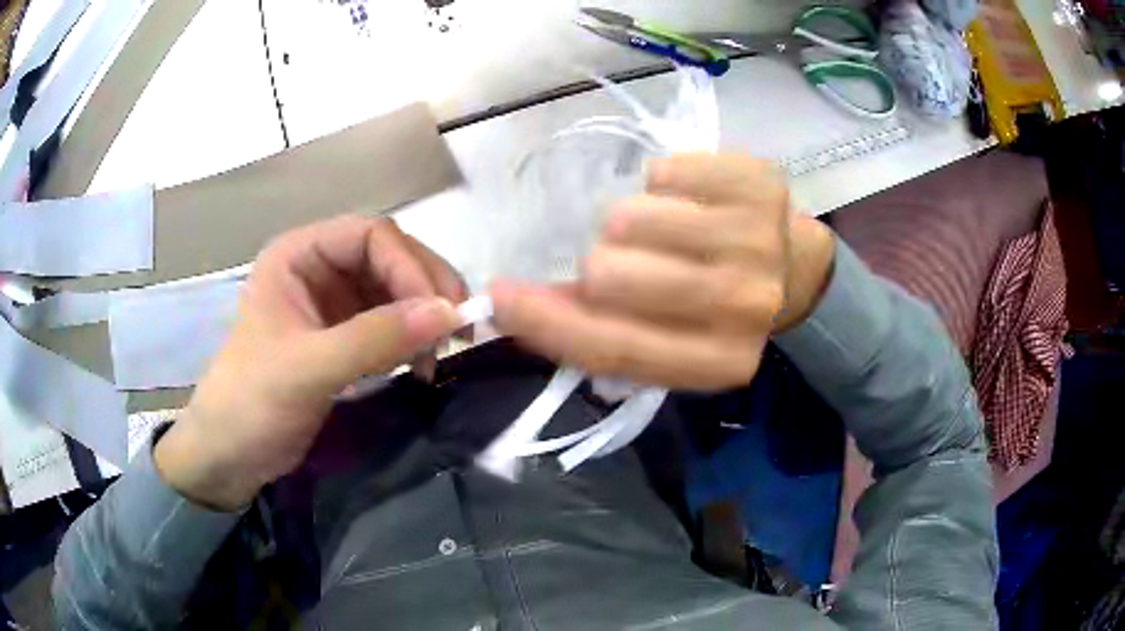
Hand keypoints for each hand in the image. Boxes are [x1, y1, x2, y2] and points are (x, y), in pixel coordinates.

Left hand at [155, 216, 464, 510]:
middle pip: (390, 258)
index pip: (370, 235)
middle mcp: (319, 269)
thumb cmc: (251, 403)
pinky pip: (392, 324)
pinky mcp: (344, 338)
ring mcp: (333, 304)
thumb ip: (374, 339)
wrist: (230, 456)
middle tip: (455, 334)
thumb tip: (449, 313)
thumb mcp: (307, 369)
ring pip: (397, 291)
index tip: (440, 313)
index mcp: (298, 255)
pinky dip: (414, 340)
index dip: (409, 266)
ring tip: (440, 355)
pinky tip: (423, 365)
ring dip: (425, 317)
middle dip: (425, 290)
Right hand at [490, 154, 834, 390]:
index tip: (498, 297)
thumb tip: (516, 305)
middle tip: (627, 261)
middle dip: (601, 265)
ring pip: (630, 217)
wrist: (796, 270)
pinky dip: (663, 185)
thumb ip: (601, 331)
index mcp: (718, 363)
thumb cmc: (722, 310)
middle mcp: (743, 307)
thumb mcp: (670, 341)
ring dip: (632, 224)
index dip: (545, 324)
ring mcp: (757, 240)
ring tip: (665, 232)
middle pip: (610, 275)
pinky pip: (663, 171)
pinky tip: (690, 202)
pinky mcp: (759, 183)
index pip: (613, 348)